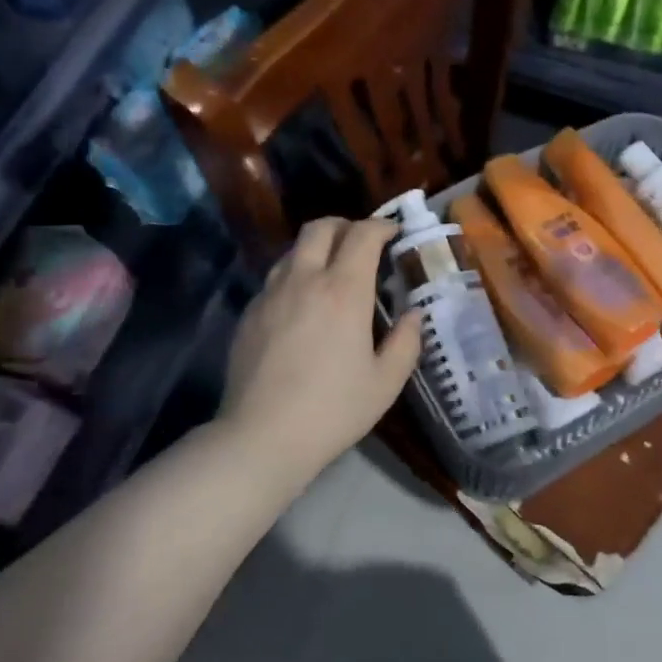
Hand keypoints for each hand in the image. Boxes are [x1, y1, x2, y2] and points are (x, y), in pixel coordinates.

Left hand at [219, 217, 420, 481]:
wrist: (262, 436)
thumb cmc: (333, 410)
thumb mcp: (385, 382)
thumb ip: (406, 342)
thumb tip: (412, 315)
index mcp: (343, 291)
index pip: (362, 235)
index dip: (381, 226)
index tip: (393, 232)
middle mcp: (304, 280)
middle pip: (320, 228)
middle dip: (345, 225)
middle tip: (361, 242)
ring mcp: (270, 295)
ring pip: (293, 250)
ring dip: (316, 248)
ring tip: (331, 271)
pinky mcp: (249, 314)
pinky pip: (274, 279)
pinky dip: (294, 276)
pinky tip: (302, 305)